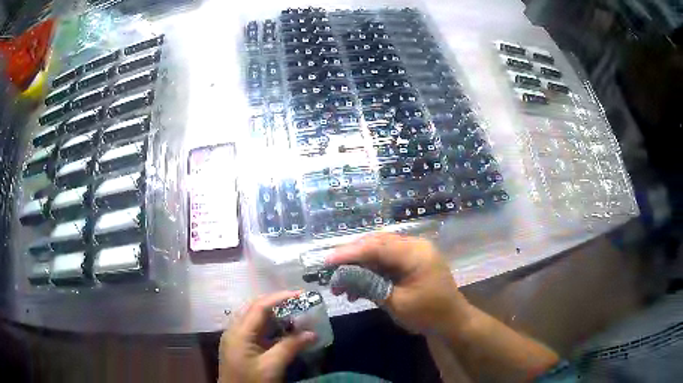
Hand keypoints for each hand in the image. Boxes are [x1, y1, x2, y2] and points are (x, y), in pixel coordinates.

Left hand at [219, 291, 316, 382]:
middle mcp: (235, 330)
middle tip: (299, 303)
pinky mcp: (240, 346)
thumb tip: (312, 333)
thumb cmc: (251, 381)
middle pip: (255, 309)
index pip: (259, 307)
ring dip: (275, 315)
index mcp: (239, 332)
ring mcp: (236, 338)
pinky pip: (255, 330)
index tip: (301, 294)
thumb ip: (290, 347)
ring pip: (255, 319)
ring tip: (295, 315)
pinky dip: (270, 327)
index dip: (280, 297)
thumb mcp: (272, 366)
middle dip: (277, 303)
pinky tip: (284, 332)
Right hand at [326, 233, 471, 334]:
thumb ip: (369, 285)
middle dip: (351, 259)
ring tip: (341, 287)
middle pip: (375, 245)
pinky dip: (370, 274)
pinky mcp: (410, 264)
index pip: (375, 246)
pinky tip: (356, 290)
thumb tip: (341, 276)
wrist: (452, 322)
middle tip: (331, 273)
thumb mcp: (396, 302)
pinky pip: (385, 263)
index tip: (327, 262)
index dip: (349, 253)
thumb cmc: (428, 314)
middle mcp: (414, 246)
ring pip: (378, 253)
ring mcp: (413, 254)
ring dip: (358, 268)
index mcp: (414, 252)